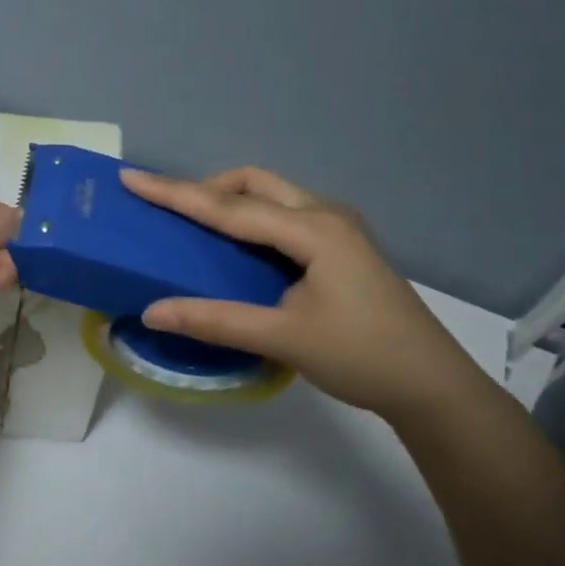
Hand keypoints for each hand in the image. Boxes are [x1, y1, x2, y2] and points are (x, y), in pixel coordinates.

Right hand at [119, 167, 494, 420]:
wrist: (433, 387)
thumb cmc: (363, 357)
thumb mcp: (284, 339)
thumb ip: (215, 320)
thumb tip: (152, 311)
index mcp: (313, 230)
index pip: (228, 207)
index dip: (175, 193)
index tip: (131, 178)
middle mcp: (325, 216)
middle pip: (253, 183)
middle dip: (206, 187)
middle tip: (168, 210)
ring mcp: (338, 229)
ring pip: (271, 195)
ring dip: (230, 200)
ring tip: (194, 226)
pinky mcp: (341, 247)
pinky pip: (283, 215)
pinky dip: (250, 218)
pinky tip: (236, 247)